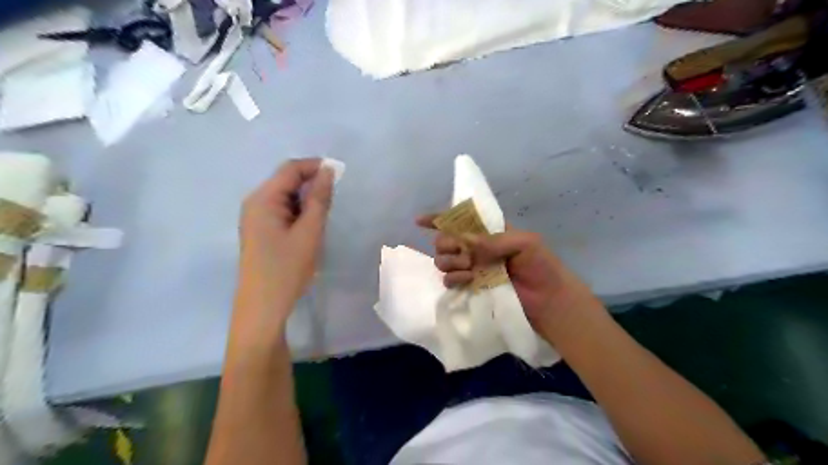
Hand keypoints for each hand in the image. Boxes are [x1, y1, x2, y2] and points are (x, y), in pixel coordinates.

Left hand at [235, 160, 331, 330]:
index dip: (315, 166)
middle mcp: (255, 203)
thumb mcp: (309, 232)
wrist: (263, 307)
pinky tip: (310, 227)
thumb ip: (319, 199)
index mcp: (263, 199)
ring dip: (306, 200)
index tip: (340, 174)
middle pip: (286, 181)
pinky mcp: (260, 231)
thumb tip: (328, 171)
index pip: (290, 169)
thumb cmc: (287, 268)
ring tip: (324, 216)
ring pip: (286, 197)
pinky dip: (299, 212)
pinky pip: (282, 211)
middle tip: (335, 200)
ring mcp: (255, 218)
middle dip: (312, 184)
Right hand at [418, 218, 591, 330]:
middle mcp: (476, 248)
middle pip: (445, 240)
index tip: (420, 221)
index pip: (460, 221)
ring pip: (443, 260)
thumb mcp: (524, 243)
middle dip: (446, 243)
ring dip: (450, 262)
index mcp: (488, 232)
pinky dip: (453, 278)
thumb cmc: (541, 266)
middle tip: (463, 253)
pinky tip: (467, 280)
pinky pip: (449, 279)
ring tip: (469, 269)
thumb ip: (494, 240)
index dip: (439, 219)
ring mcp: (471, 268)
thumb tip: (466, 242)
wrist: (548, 300)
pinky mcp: (470, 287)